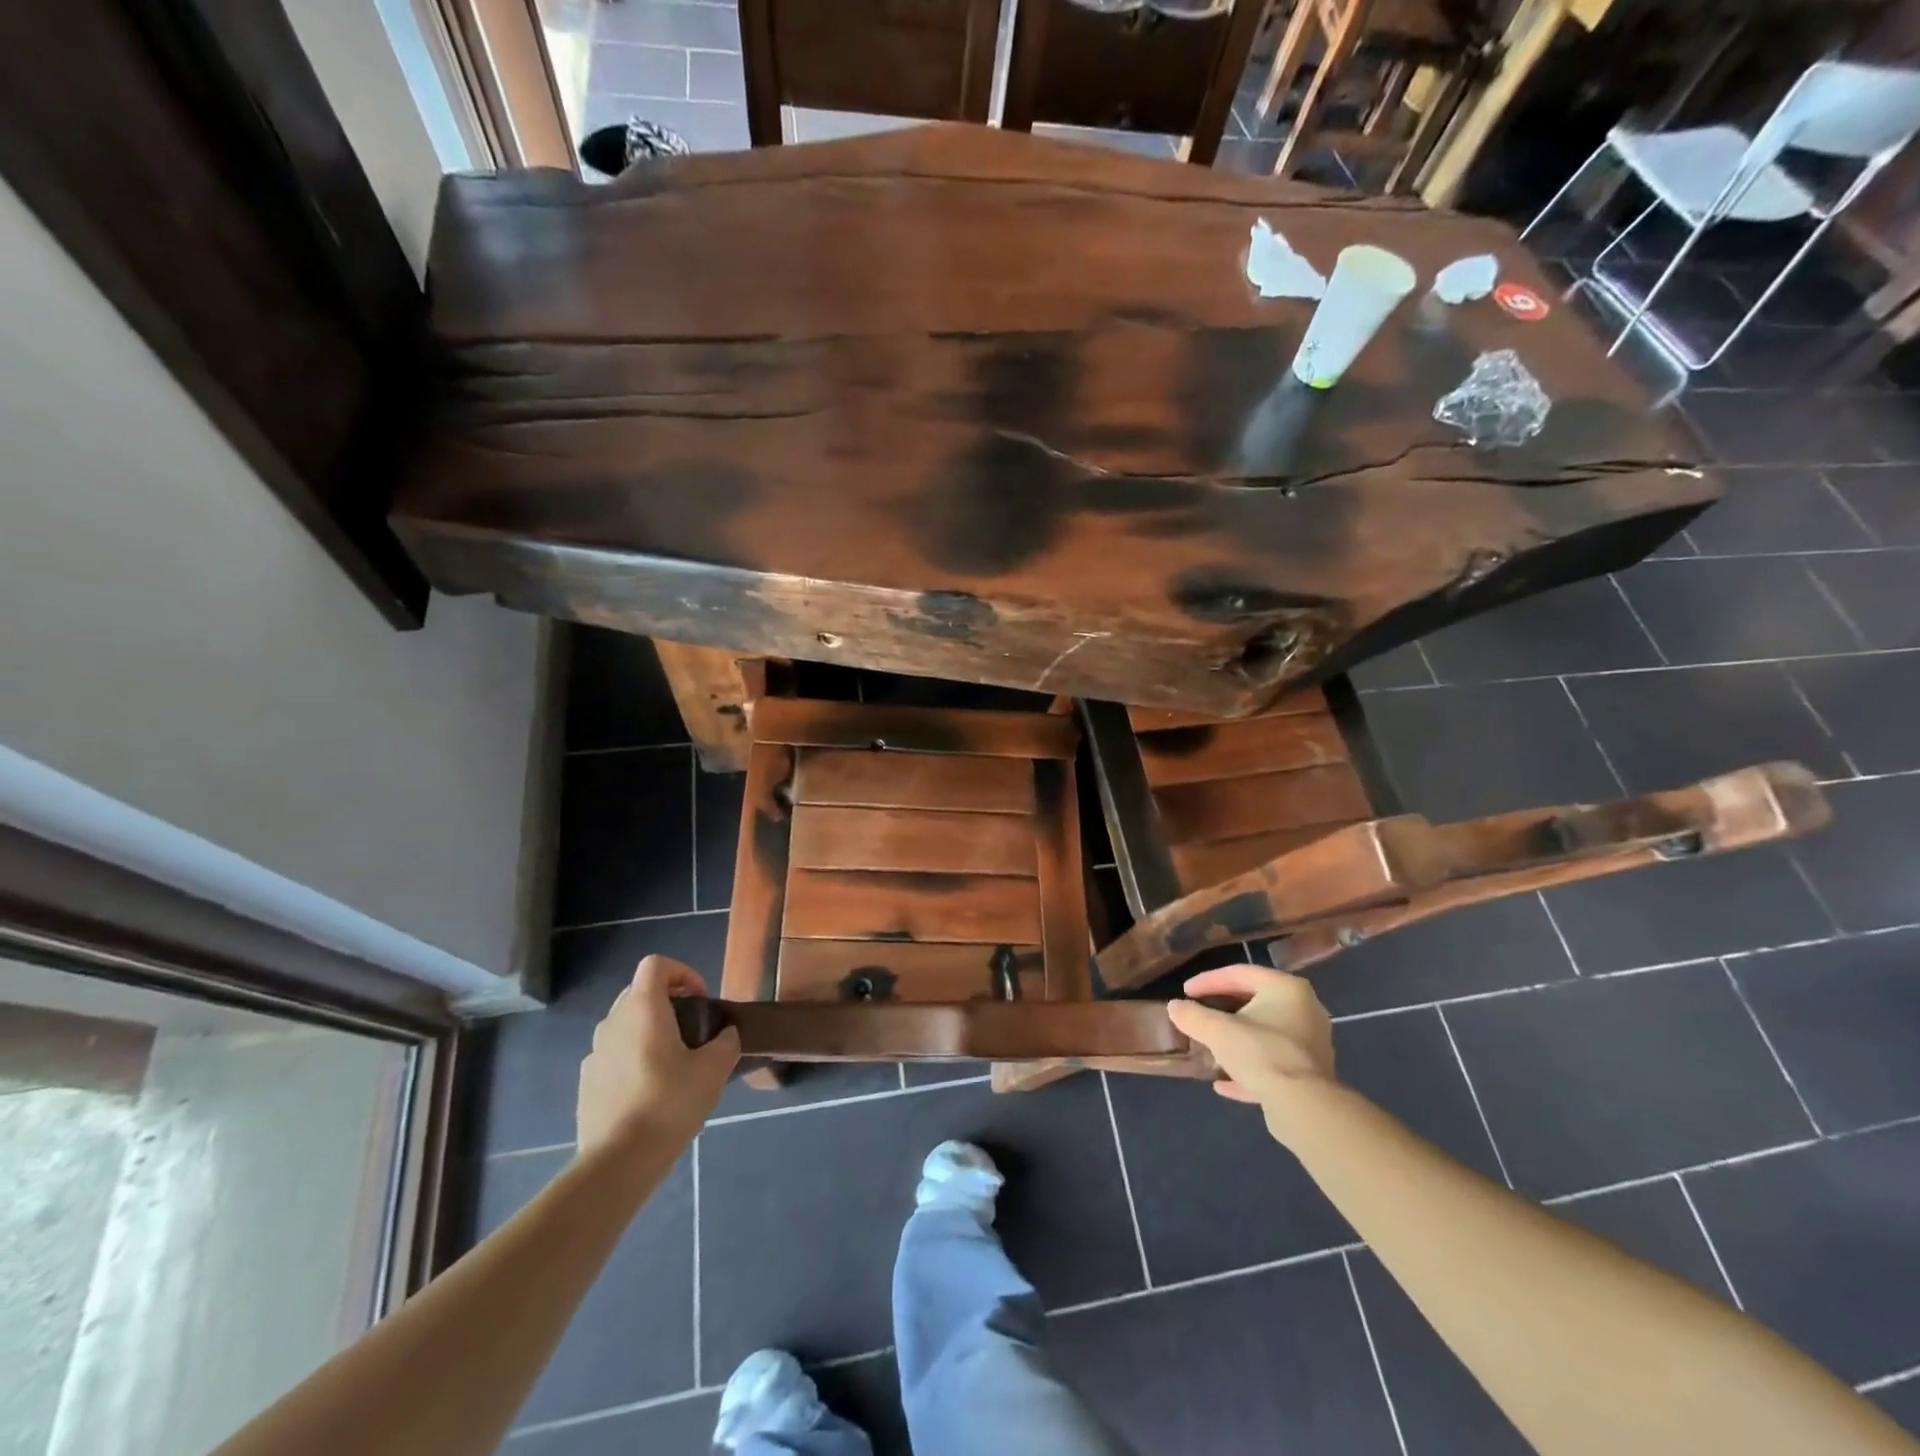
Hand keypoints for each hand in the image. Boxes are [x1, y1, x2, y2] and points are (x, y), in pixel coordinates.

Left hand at [577, 956, 739, 1155]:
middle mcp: (612, 1022)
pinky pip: (613, 1055)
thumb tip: (725, 1035)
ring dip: (649, 1032)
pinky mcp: (587, 1082)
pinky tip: (650, 1091)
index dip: (683, 972)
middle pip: (639, 992)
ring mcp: (594, 1053)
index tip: (701, 999)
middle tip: (692, 1029)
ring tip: (673, 1063)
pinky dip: (633, 1059)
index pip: (656, 965)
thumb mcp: (714, 1070)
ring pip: (625, 1025)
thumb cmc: (669, 1103)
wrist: (618, 1162)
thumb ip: (726, 1043)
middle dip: (668, 1002)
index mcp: (642, 1009)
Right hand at [1166, 964, 1336, 1139]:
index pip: (1240, 973)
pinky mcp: (1310, 1074)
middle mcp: (1304, 1010)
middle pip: (1255, 1002)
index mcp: (1286, 988)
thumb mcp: (1217, 1031)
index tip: (1185, 992)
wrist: (1303, 1107)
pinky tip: (1224, 1084)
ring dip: (1236, 1040)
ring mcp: (1310, 1044)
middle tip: (1199, 1014)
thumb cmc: (1261, 1053)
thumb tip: (1174, 1007)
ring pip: (1264, 1034)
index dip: (1208, 981)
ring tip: (1210, 1047)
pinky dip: (1249, 1069)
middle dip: (1223, 1010)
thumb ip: (1192, 1016)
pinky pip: (1272, 1063)